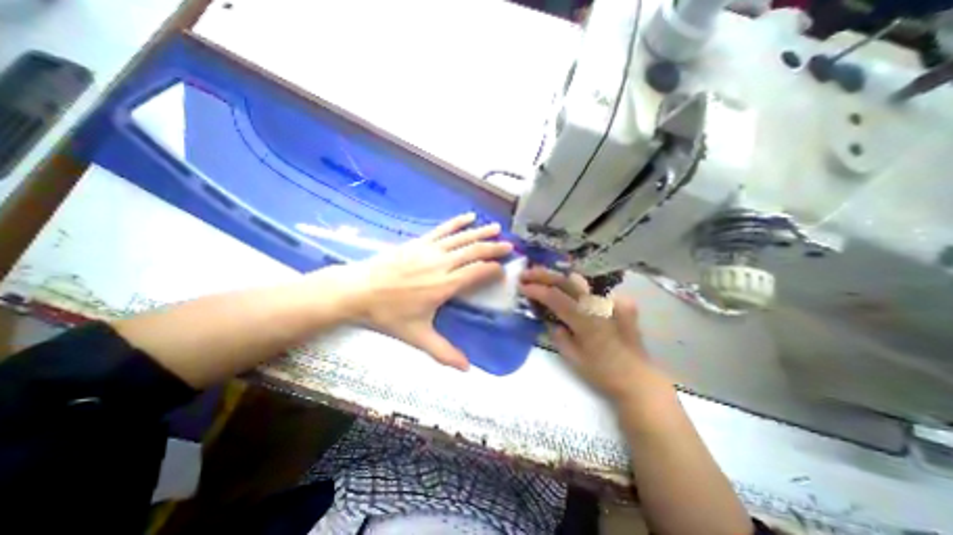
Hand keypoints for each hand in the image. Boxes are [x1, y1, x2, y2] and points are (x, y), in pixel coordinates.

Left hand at [337, 212, 514, 370]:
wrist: (358, 289)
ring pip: (461, 238)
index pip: (477, 272)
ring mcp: (430, 250)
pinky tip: (468, 216)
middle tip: (510, 246)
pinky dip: (457, 222)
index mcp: (444, 285)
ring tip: (497, 228)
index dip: (493, 269)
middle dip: (494, 248)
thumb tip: (466, 369)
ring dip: (481, 232)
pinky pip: (442, 230)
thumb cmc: (388, 314)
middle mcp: (442, 264)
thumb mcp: (417, 336)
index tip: (504, 270)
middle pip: (474, 251)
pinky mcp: (419, 242)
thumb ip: (443, 352)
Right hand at [518, 270, 663, 403]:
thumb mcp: (572, 358)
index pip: (555, 297)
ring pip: (580, 281)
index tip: (521, 286)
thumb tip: (550, 318)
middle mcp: (599, 305)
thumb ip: (558, 334)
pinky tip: (569, 293)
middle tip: (526, 273)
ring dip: (559, 278)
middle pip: (567, 281)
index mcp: (586, 321)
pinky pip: (594, 291)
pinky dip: (578, 289)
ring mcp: (612, 300)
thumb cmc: (602, 373)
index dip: (536, 289)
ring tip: (543, 278)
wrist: (638, 378)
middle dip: (544, 275)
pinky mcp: (621, 302)